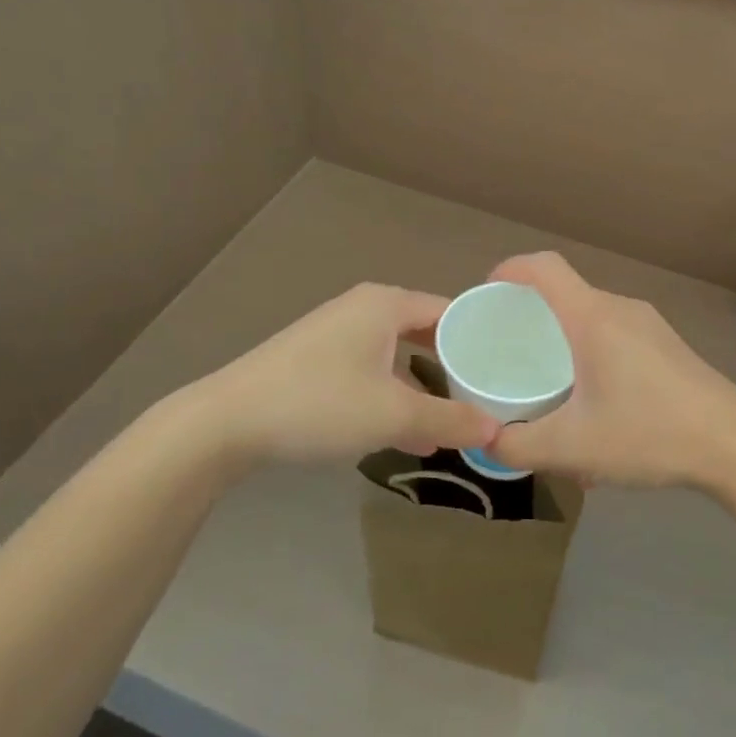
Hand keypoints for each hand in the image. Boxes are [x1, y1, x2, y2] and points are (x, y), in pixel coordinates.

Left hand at [161, 283, 498, 467]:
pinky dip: (392, 393)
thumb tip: (497, 429)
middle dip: (454, 366)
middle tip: (487, 395)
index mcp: (387, 303)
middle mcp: (364, 307)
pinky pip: (371, 368)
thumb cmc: (320, 403)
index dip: (480, 340)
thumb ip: (449, 419)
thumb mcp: (393, 414)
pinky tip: (405, 432)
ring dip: (423, 386)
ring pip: (397, 354)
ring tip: (452, 421)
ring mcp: (337, 331)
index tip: (508, 370)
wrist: (227, 421)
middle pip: (426, 331)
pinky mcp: (317, 358)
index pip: (451, 311)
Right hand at [483, 252, 735, 490]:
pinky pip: (615, 335)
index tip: (487, 297)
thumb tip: (484, 442)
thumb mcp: (573, 447)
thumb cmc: (649, 433)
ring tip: (549, 386)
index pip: (544, 266)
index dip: (509, 270)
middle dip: (531, 316)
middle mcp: (620, 308)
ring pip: (591, 317)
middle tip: (508, 353)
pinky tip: (595, 405)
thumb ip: (518, 445)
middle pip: (565, 293)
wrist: (734, 443)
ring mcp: (649, 324)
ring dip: (564, 341)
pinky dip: (592, 354)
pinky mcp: (666, 344)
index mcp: (593, 317)